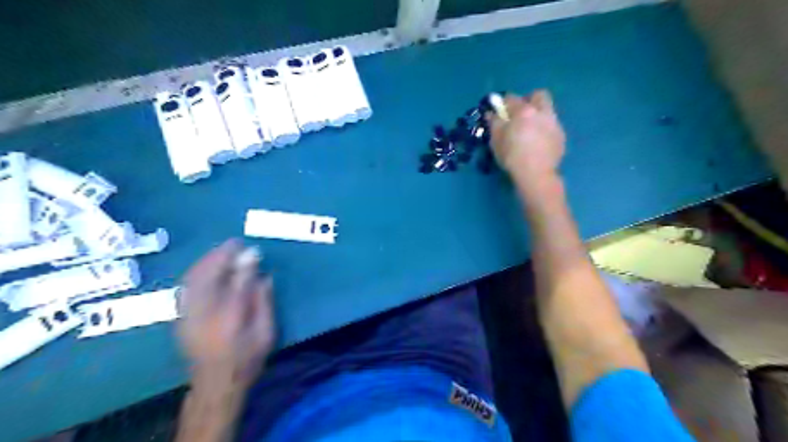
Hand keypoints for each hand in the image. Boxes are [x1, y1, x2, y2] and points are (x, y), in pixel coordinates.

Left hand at [176, 240, 274, 387]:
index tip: (252, 249)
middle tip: (234, 243)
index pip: (236, 282)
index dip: (243, 263)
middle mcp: (205, 314)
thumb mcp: (266, 333)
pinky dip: (196, 272)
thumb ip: (264, 303)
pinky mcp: (181, 318)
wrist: (215, 384)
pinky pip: (186, 287)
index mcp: (230, 318)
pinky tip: (206, 266)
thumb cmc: (246, 359)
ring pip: (193, 279)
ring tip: (222, 250)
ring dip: (207, 261)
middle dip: (220, 256)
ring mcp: (188, 316)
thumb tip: (264, 276)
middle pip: (209, 276)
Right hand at [487, 90, 566, 190]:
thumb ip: (493, 123)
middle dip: (529, 100)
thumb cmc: (511, 155)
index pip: (511, 98)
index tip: (499, 112)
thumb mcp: (495, 140)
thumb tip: (491, 113)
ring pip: (548, 111)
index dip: (503, 103)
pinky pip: (552, 126)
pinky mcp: (561, 137)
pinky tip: (538, 143)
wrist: (536, 174)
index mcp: (523, 110)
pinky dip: (545, 130)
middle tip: (520, 114)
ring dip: (539, 115)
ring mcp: (554, 123)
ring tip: (529, 131)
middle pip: (539, 95)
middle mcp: (542, 112)